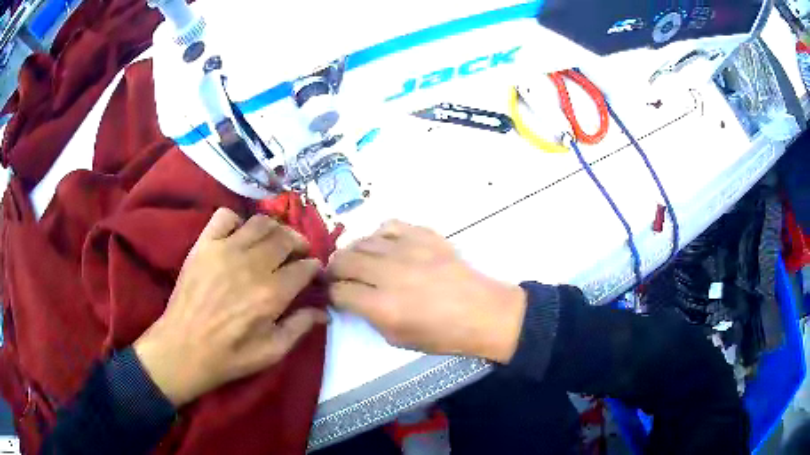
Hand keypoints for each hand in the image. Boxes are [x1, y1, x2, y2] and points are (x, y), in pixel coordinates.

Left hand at [134, 208, 327, 406]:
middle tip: (297, 254)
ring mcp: (225, 250)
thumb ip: (300, 327)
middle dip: (299, 243)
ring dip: (274, 229)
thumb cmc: (230, 355)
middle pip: (286, 238)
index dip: (314, 268)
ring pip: (261, 223)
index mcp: (272, 294)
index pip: (305, 267)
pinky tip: (239, 236)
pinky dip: (237, 220)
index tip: (313, 272)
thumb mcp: (272, 352)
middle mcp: (252, 265)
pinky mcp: (204, 244)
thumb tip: (325, 312)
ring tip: (273, 241)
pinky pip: (225, 216)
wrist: (184, 348)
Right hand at [327, 220, 526, 362]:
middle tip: (339, 277)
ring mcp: (407, 250)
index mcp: (382, 307)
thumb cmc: (442, 334)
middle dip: (334, 270)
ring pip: (361, 241)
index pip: (339, 291)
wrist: (481, 312)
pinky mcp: (423, 235)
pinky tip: (384, 247)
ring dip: (353, 253)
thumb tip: (353, 298)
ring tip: (358, 261)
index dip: (332, 294)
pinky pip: (388, 226)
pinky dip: (379, 236)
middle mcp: (389, 274)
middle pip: (343, 261)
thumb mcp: (397, 339)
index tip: (335, 295)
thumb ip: (369, 317)